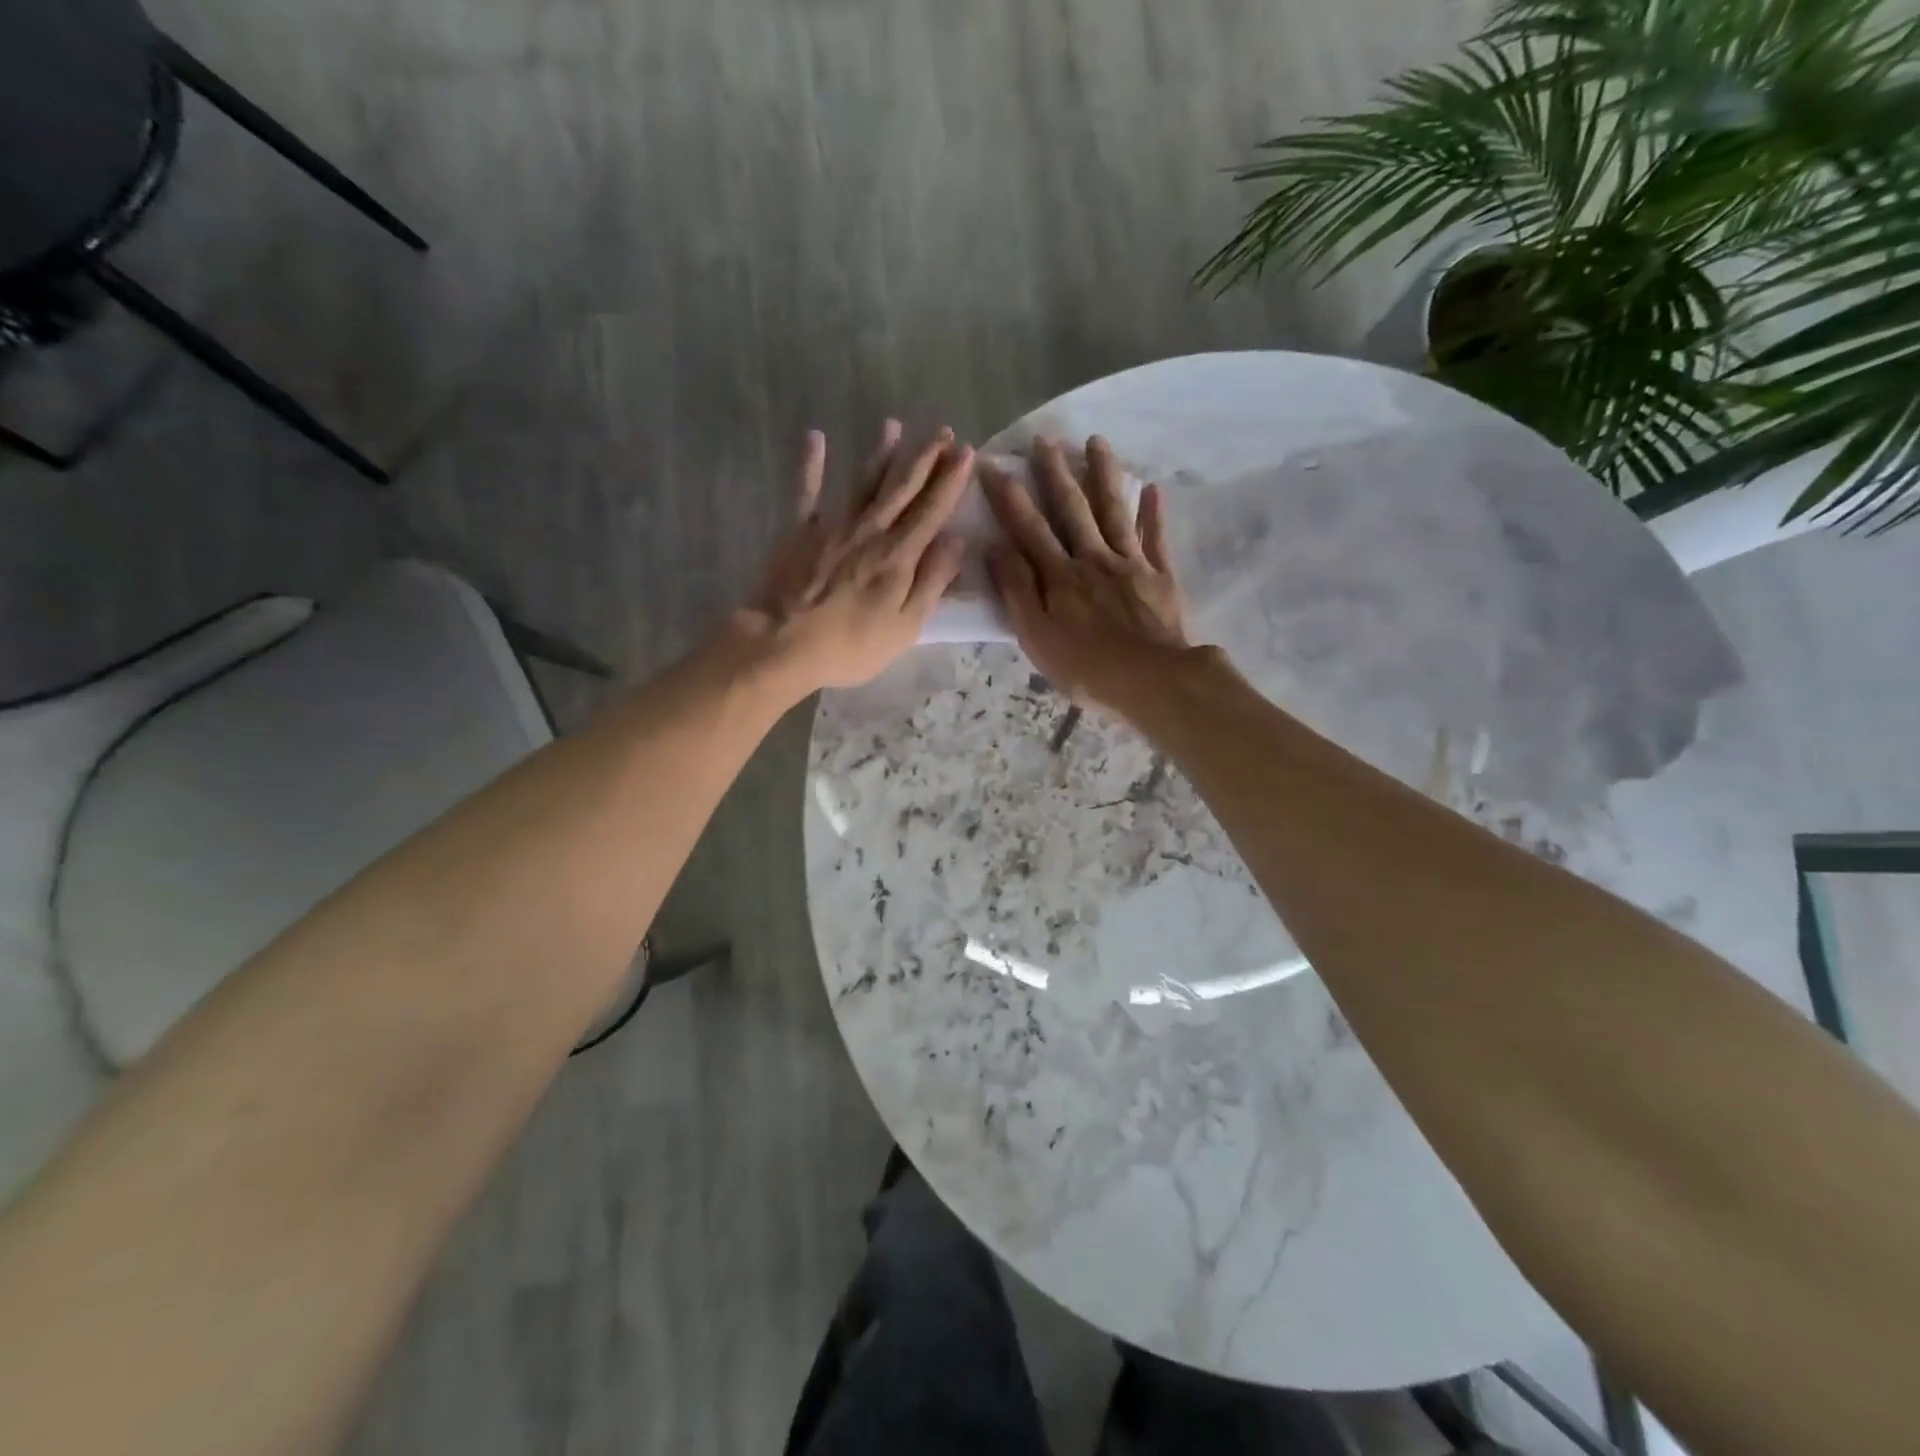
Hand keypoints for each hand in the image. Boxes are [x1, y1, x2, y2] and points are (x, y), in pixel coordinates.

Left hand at [731, 421, 972, 693]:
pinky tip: (816, 437)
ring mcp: (833, 526)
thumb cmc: (851, 645)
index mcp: (899, 555)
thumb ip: (932, 581)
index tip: (966, 452)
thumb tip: (957, 541)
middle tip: (942, 431)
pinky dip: (811, 464)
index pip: (932, 510)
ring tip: (894, 425)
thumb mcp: (905, 626)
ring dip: (881, 453)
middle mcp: (870, 530)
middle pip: (902, 488)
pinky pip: (807, 491)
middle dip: (925, 458)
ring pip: (863, 482)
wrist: (783, 643)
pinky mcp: (799, 531)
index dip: (951, 481)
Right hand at [981, 435, 1190, 710]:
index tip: (993, 465)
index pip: (1028, 529)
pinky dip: (1153, 512)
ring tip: (1097, 441)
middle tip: (1045, 439)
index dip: (1009, 497)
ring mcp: (1131, 564)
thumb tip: (998, 547)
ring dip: (1104, 475)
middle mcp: (1094, 559)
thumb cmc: (1087, 668)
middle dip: (1055, 473)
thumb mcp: (1037, 636)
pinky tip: (1151, 488)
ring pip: (1114, 511)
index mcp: (1060, 576)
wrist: (1154, 681)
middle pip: (1072, 509)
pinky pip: (1155, 538)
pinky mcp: (1161, 577)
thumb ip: (1018, 590)